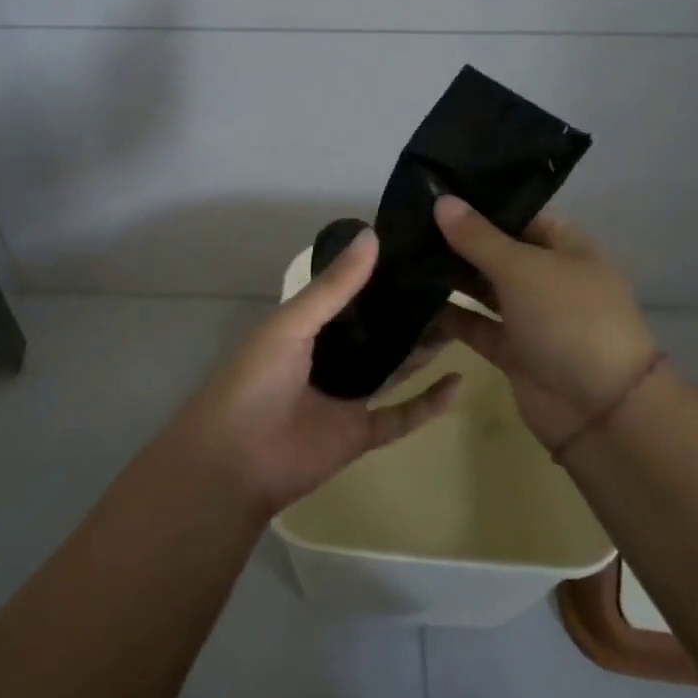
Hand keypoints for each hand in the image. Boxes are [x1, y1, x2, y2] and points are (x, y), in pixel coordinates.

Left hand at [169, 228, 461, 515]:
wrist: (235, 462)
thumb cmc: (255, 381)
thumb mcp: (292, 324)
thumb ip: (334, 286)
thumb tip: (373, 235)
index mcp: (306, 329)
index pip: (349, 295)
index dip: (379, 276)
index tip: (418, 252)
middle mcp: (329, 359)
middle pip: (376, 332)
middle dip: (407, 312)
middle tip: (450, 286)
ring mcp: (346, 398)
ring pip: (393, 369)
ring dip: (422, 350)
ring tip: (462, 321)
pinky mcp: (361, 434)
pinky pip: (402, 416)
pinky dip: (429, 403)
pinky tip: (459, 381)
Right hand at [431, 196, 657, 450]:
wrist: (600, 410)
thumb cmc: (569, 319)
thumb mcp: (522, 268)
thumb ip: (478, 237)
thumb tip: (441, 199)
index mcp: (567, 248)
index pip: (521, 215)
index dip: (482, 204)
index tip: (436, 194)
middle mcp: (549, 278)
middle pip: (498, 251)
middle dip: (458, 241)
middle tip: (407, 224)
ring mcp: (531, 316)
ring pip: (484, 289)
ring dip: (450, 278)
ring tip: (402, 256)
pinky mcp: (512, 351)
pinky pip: (475, 325)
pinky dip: (449, 316)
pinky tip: (412, 299)